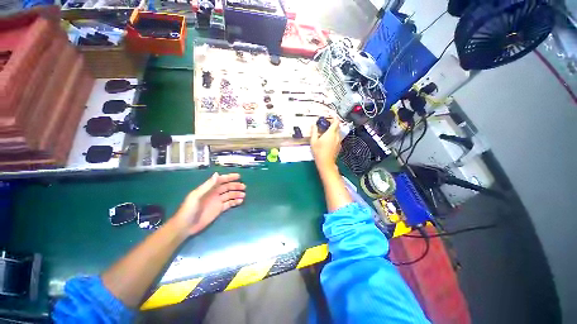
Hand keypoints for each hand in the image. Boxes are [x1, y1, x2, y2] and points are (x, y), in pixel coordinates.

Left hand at [175, 173, 245, 235]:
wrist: (185, 226)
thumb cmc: (189, 210)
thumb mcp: (196, 196)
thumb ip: (207, 185)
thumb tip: (217, 174)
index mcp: (208, 189)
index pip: (221, 180)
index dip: (229, 177)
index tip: (238, 176)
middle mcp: (214, 193)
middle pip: (227, 187)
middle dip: (235, 186)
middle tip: (244, 186)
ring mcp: (217, 201)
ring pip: (230, 195)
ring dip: (237, 194)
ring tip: (244, 194)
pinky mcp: (219, 209)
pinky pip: (229, 204)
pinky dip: (235, 202)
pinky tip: (240, 201)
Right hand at [310, 117, 340, 171]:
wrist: (326, 163)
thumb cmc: (319, 152)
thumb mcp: (313, 141)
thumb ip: (314, 131)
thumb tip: (313, 125)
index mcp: (331, 133)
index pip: (336, 122)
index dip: (333, 117)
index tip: (329, 117)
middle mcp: (337, 136)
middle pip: (337, 126)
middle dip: (332, 124)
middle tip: (325, 124)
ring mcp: (339, 141)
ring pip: (338, 132)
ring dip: (333, 130)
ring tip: (325, 132)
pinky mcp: (339, 146)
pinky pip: (337, 138)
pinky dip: (334, 136)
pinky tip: (327, 140)